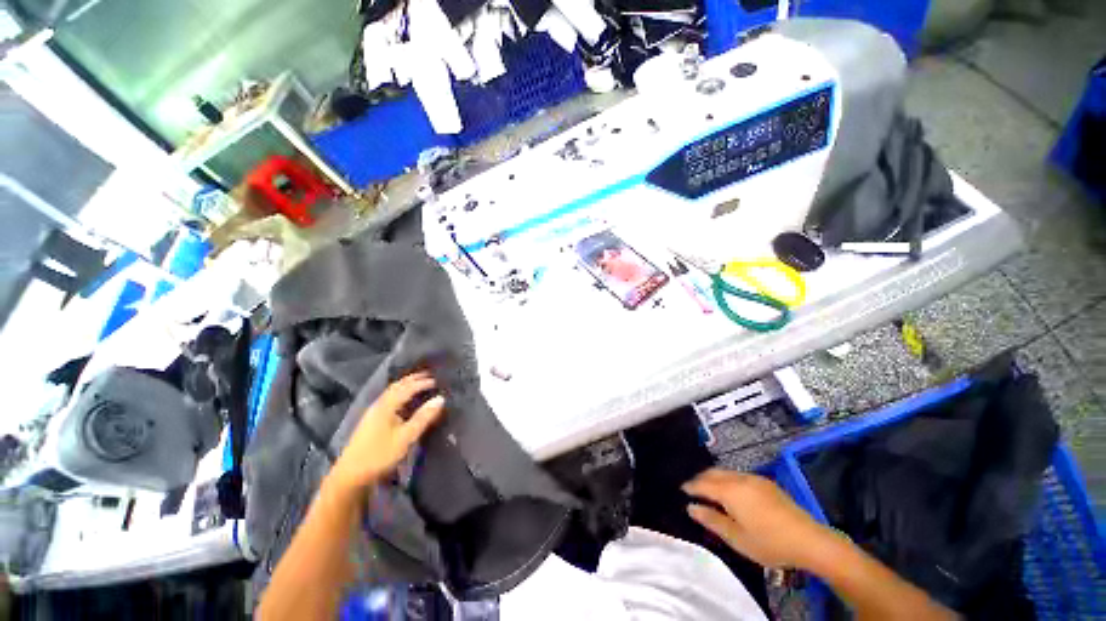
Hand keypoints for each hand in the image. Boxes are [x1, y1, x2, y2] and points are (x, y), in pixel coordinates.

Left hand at [328, 372, 445, 493]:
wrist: (350, 476)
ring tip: (418, 383)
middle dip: (413, 379)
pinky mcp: (370, 421)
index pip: (407, 388)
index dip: (422, 383)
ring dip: (405, 385)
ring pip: (391, 392)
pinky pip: (388, 399)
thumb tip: (440, 398)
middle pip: (397, 386)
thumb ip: (423, 417)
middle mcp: (378, 405)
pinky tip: (403, 400)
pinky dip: (399, 393)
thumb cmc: (380, 455)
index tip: (437, 380)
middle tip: (429, 375)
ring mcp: (372, 413)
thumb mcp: (406, 437)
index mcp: (386, 406)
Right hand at [684, 469, 835, 569]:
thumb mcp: (737, 538)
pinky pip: (738, 475)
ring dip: (714, 478)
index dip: (690, 486)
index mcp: (730, 491)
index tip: (681, 490)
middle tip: (692, 489)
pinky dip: (727, 479)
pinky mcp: (765, 482)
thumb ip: (712, 520)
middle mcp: (740, 478)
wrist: (809, 540)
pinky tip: (730, 491)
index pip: (703, 484)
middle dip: (700, 478)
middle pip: (713, 472)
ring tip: (708, 490)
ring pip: (726, 472)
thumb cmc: (769, 542)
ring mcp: (754, 478)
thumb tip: (691, 507)